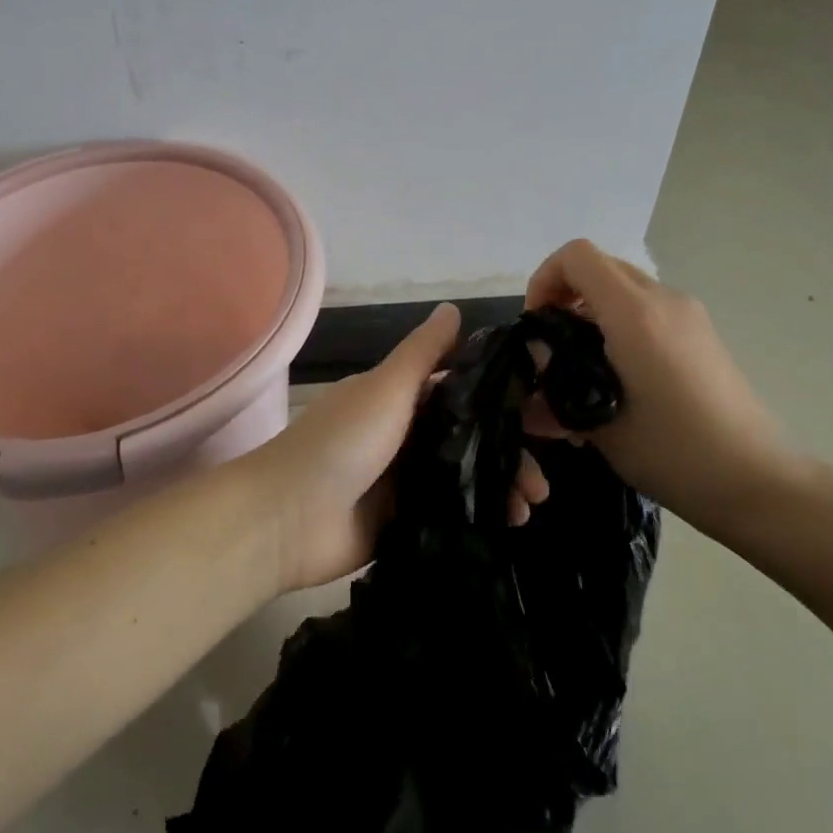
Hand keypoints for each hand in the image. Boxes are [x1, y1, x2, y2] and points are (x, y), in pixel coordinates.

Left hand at [243, 304, 551, 591]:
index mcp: (399, 397)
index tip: (544, 413)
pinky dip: (479, 515)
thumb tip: (454, 307)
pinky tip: (510, 525)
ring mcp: (402, 479)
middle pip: (469, 437)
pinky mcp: (402, 520)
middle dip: (509, 451)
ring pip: (464, 476)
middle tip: (545, 476)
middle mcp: (404, 434)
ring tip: (530, 507)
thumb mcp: (386, 388)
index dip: (502, 399)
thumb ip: (423, 353)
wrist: (287, 519)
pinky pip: (449, 512)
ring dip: (500, 486)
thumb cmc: (342, 442)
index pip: (461, 390)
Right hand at [525, 240, 799, 532]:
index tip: (536, 324)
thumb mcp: (599, 424)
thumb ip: (557, 385)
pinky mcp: (701, 334)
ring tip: (582, 368)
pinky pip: (647, 309)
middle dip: (565, 295)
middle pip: (600, 266)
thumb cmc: (674, 453)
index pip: (577, 256)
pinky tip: (617, 378)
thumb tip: (536, 364)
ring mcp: (688, 315)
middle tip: (552, 346)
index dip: (545, 279)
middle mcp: (663, 300)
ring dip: (592, 313)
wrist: (758, 482)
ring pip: (624, 288)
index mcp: (635, 313)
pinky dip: (619, 325)